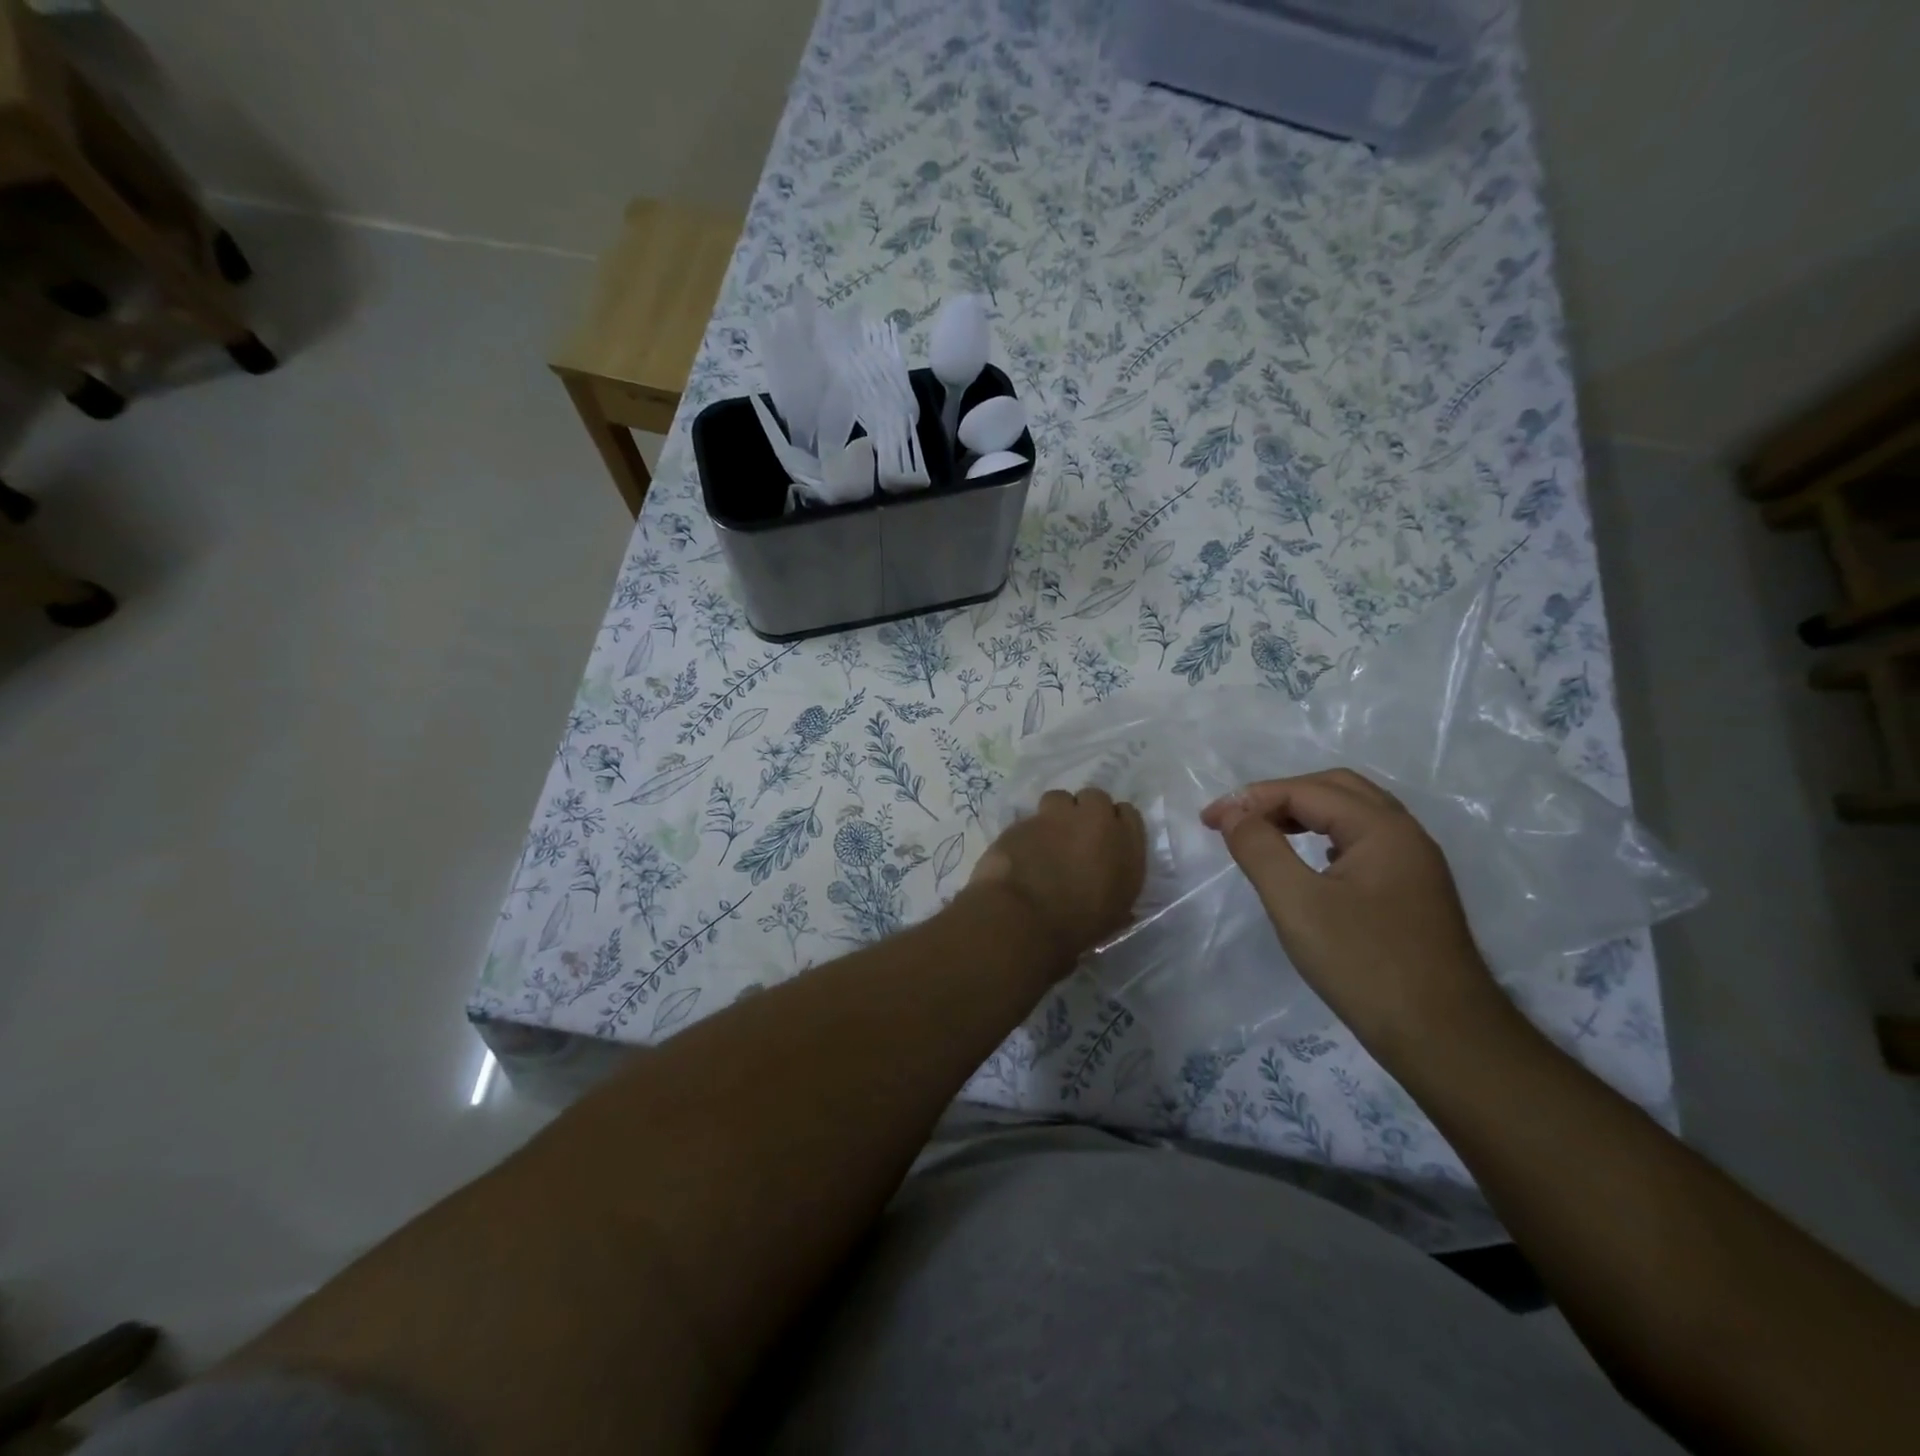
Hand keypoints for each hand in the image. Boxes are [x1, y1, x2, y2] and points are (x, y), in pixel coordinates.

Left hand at [969, 787, 1146, 968]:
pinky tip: (1020, 855)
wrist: (1025, 919)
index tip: (1105, 841)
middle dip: (1085, 812)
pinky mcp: (1022, 821)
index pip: (1128, 814)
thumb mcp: (1114, 913)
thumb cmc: (1078, 926)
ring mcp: (1056, 816)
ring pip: (1059, 799)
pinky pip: (1028, 820)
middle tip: (1075, 838)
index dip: (1114, 825)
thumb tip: (1108, 882)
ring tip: (1046, 841)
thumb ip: (1117, 885)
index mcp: (1125, 844)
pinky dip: (1027, 834)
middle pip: (1094, 798)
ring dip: (1055, 815)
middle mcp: (1094, 821)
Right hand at [1201, 769, 1498, 1048]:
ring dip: (1304, 814)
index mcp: (1382, 828)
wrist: (1445, 1039)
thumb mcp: (1296, 903)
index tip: (1208, 820)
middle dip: (1280, 796)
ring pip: (1353, 815)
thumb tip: (1234, 813)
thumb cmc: (1364, 965)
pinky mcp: (1414, 893)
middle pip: (1335, 789)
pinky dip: (1325, 837)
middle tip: (1238, 820)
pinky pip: (1364, 843)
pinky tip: (1309, 862)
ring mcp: (1415, 865)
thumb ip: (1260, 848)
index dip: (1251, 799)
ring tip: (1264, 834)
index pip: (1305, 791)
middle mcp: (1405, 835)